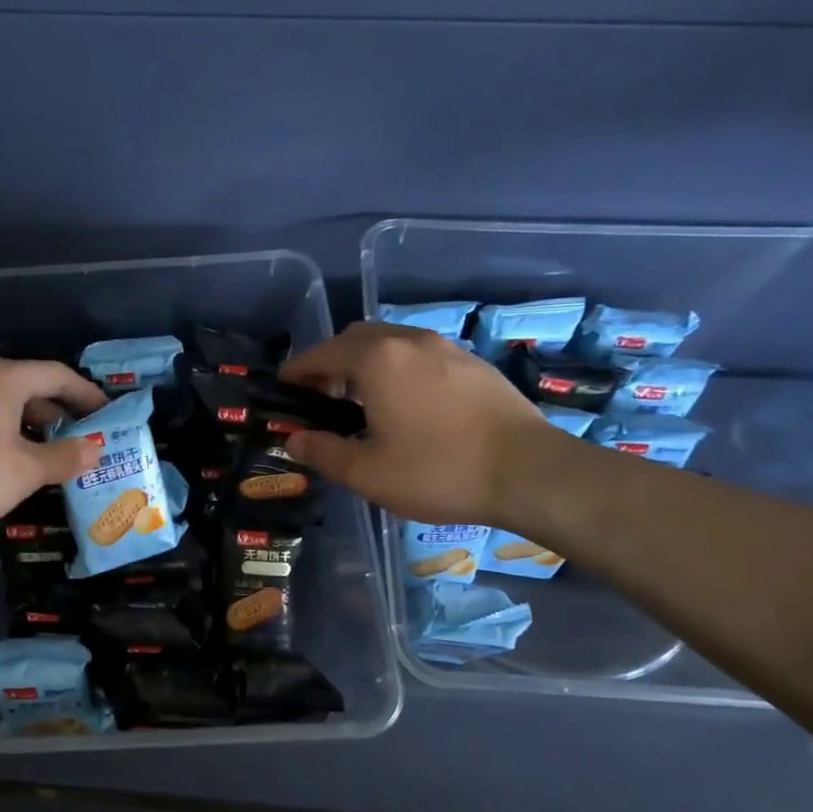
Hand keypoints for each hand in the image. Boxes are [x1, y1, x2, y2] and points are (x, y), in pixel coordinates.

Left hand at [0, 358, 107, 538]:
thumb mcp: (25, 470)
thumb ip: (65, 457)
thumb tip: (95, 449)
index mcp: (3, 379)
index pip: (57, 374)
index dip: (86, 394)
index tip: (107, 414)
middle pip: (28, 386)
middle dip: (59, 411)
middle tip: (83, 436)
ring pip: (2, 403)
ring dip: (30, 424)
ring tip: (50, 452)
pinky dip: (4, 431)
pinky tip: (8, 460)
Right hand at [278, 322, 555, 525]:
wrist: (530, 472)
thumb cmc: (438, 471)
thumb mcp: (367, 473)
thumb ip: (323, 452)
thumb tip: (294, 441)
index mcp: (377, 360)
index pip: (322, 354)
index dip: (297, 370)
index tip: (282, 386)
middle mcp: (409, 341)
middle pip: (356, 338)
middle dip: (331, 360)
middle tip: (320, 396)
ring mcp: (446, 349)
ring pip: (391, 342)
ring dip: (366, 362)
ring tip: (360, 400)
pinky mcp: (473, 364)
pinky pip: (420, 354)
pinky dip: (397, 368)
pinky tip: (405, 403)